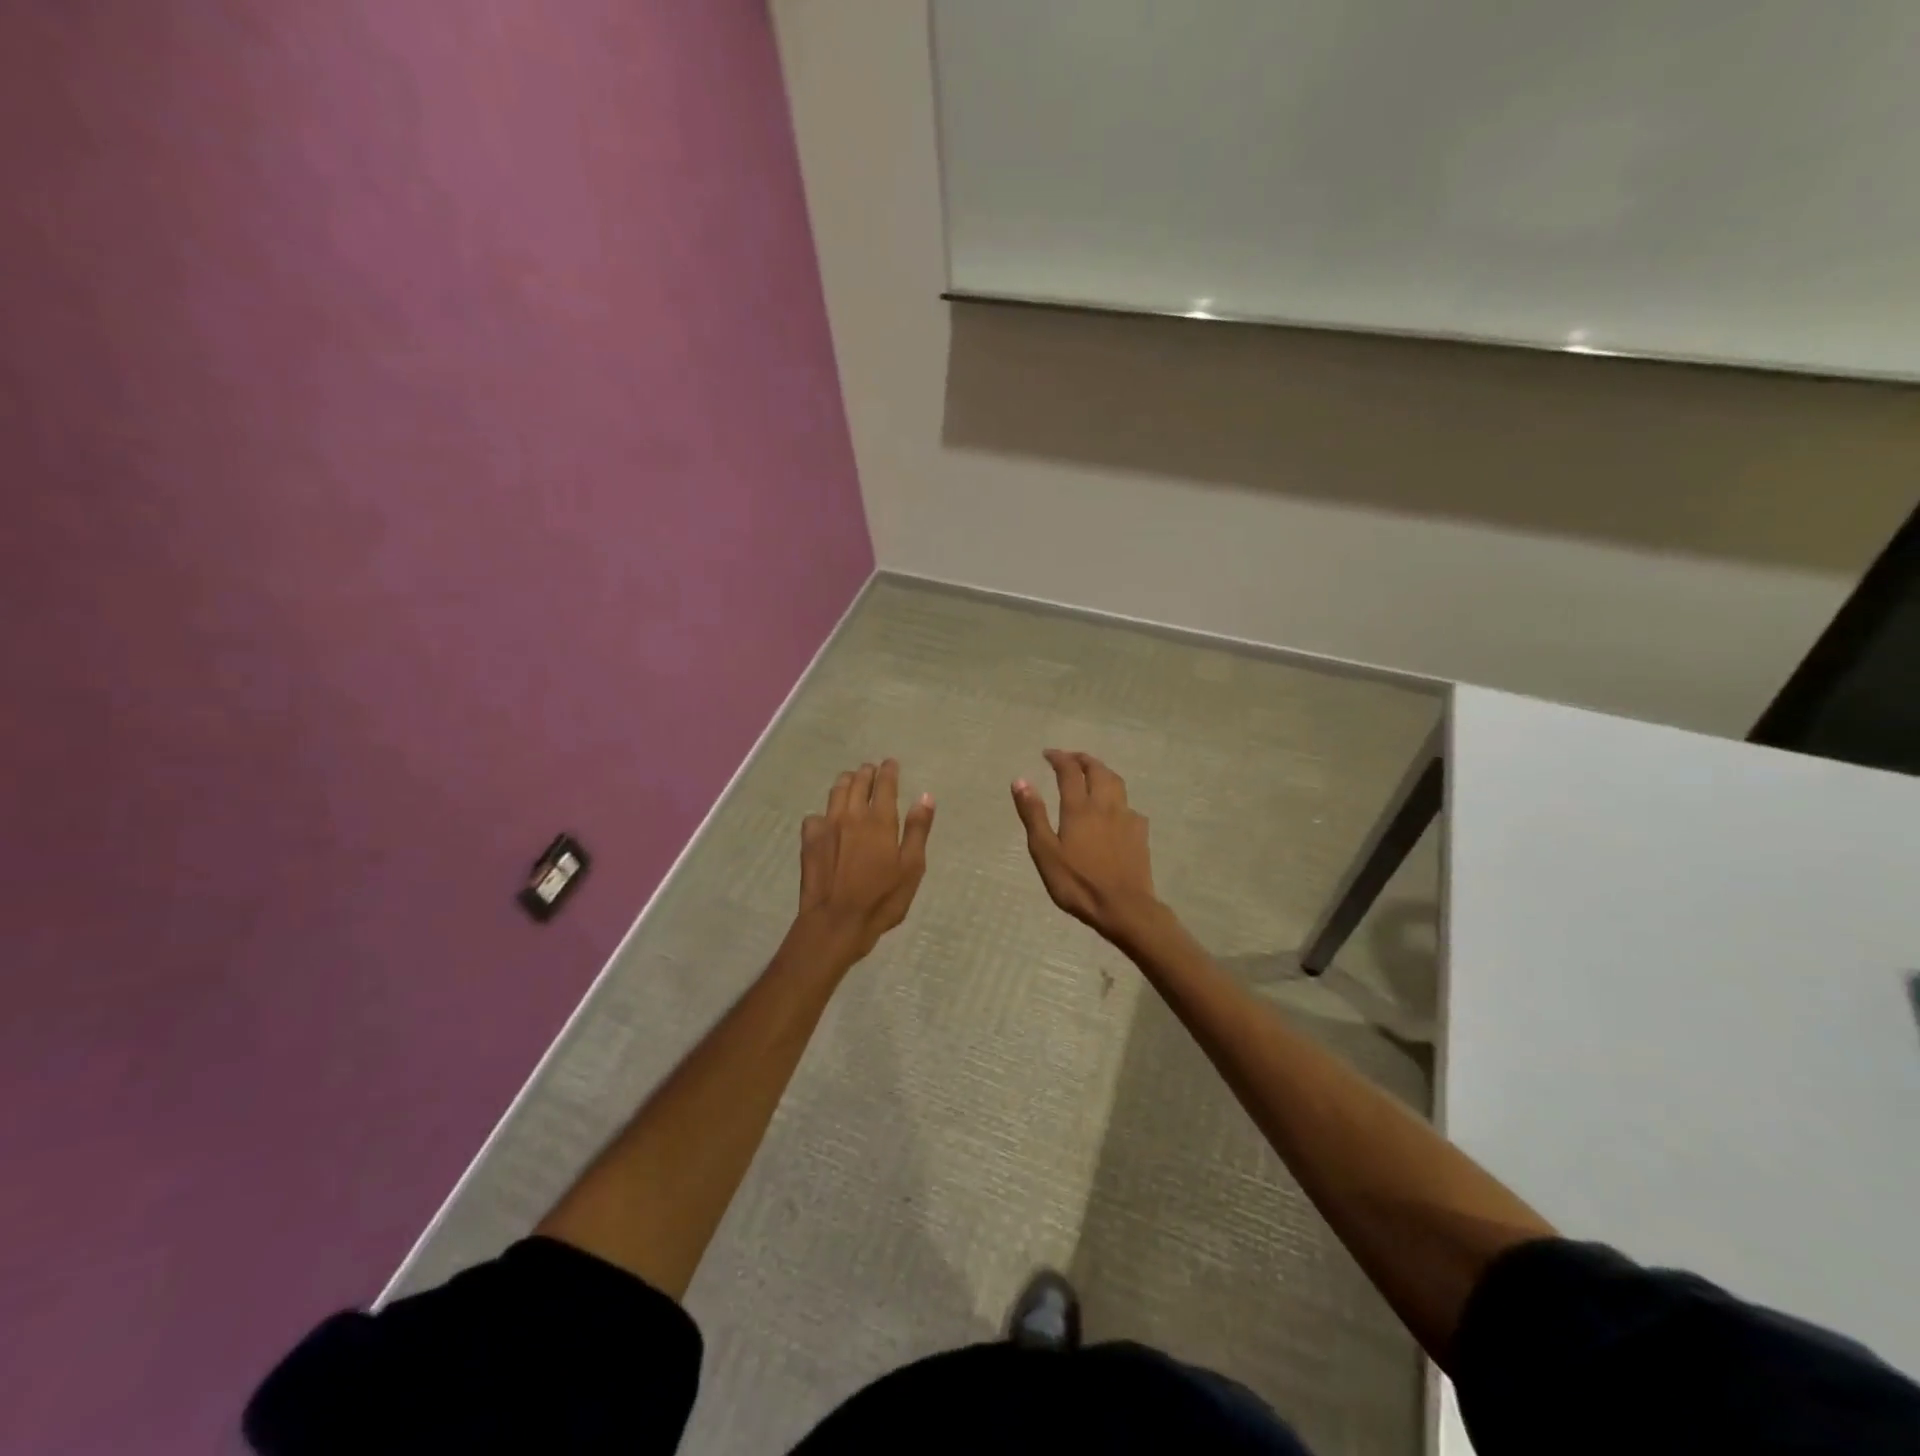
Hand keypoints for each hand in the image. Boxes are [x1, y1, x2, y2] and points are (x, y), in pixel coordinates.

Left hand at [796, 759, 934, 962]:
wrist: (836, 922)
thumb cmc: (882, 899)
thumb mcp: (911, 868)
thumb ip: (918, 830)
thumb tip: (926, 796)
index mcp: (880, 820)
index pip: (884, 784)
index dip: (889, 770)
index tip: (891, 763)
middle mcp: (852, 815)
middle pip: (857, 782)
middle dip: (867, 772)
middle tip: (872, 770)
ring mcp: (827, 826)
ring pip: (836, 792)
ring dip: (846, 783)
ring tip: (851, 782)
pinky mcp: (809, 841)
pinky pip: (815, 816)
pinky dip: (824, 813)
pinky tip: (827, 821)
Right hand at [1012, 750, 1162, 944]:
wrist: (1124, 907)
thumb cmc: (1078, 883)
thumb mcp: (1045, 852)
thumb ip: (1033, 814)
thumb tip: (1021, 780)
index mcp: (1079, 808)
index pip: (1069, 771)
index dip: (1059, 758)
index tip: (1048, 753)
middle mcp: (1105, 805)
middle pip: (1097, 770)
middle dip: (1082, 759)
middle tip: (1070, 758)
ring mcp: (1126, 817)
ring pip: (1116, 783)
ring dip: (1102, 771)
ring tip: (1092, 773)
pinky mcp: (1140, 833)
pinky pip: (1128, 804)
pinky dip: (1117, 797)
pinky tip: (1114, 809)